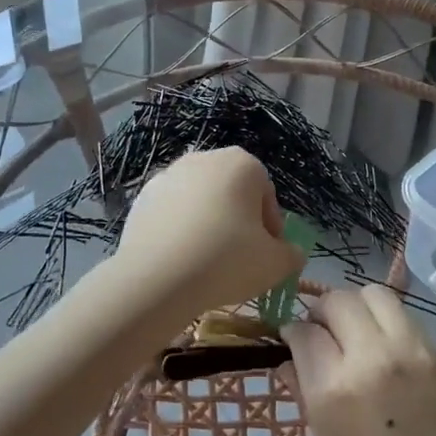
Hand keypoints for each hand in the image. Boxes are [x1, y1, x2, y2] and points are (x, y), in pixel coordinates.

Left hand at [113, 148, 305, 326]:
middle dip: (238, 222)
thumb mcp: (275, 265)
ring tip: (206, 262)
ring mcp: (169, 174)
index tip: (266, 256)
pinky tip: (179, 259)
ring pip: (200, 201)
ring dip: (207, 224)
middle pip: (232, 193)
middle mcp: (205, 158)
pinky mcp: (143, 196)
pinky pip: (172, 212)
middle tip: (238, 259)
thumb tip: (290, 253)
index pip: (266, 196)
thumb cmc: (226, 261)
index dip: (270, 229)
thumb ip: (291, 255)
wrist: (156, 277)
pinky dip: (179, 230)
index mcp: (242, 163)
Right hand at [283, 287, 435, 435]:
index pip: (304, 332)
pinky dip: (387, 324)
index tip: (292, 343)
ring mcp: (414, 353)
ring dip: (357, 308)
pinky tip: (387, 354)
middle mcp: (374, 359)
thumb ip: (310, 400)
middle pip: (339, 300)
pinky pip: (405, 319)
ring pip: (375, 295)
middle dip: (322, 312)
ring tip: (356, 338)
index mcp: (337, 392)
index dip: (293, 333)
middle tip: (322, 337)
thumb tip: (292, 362)